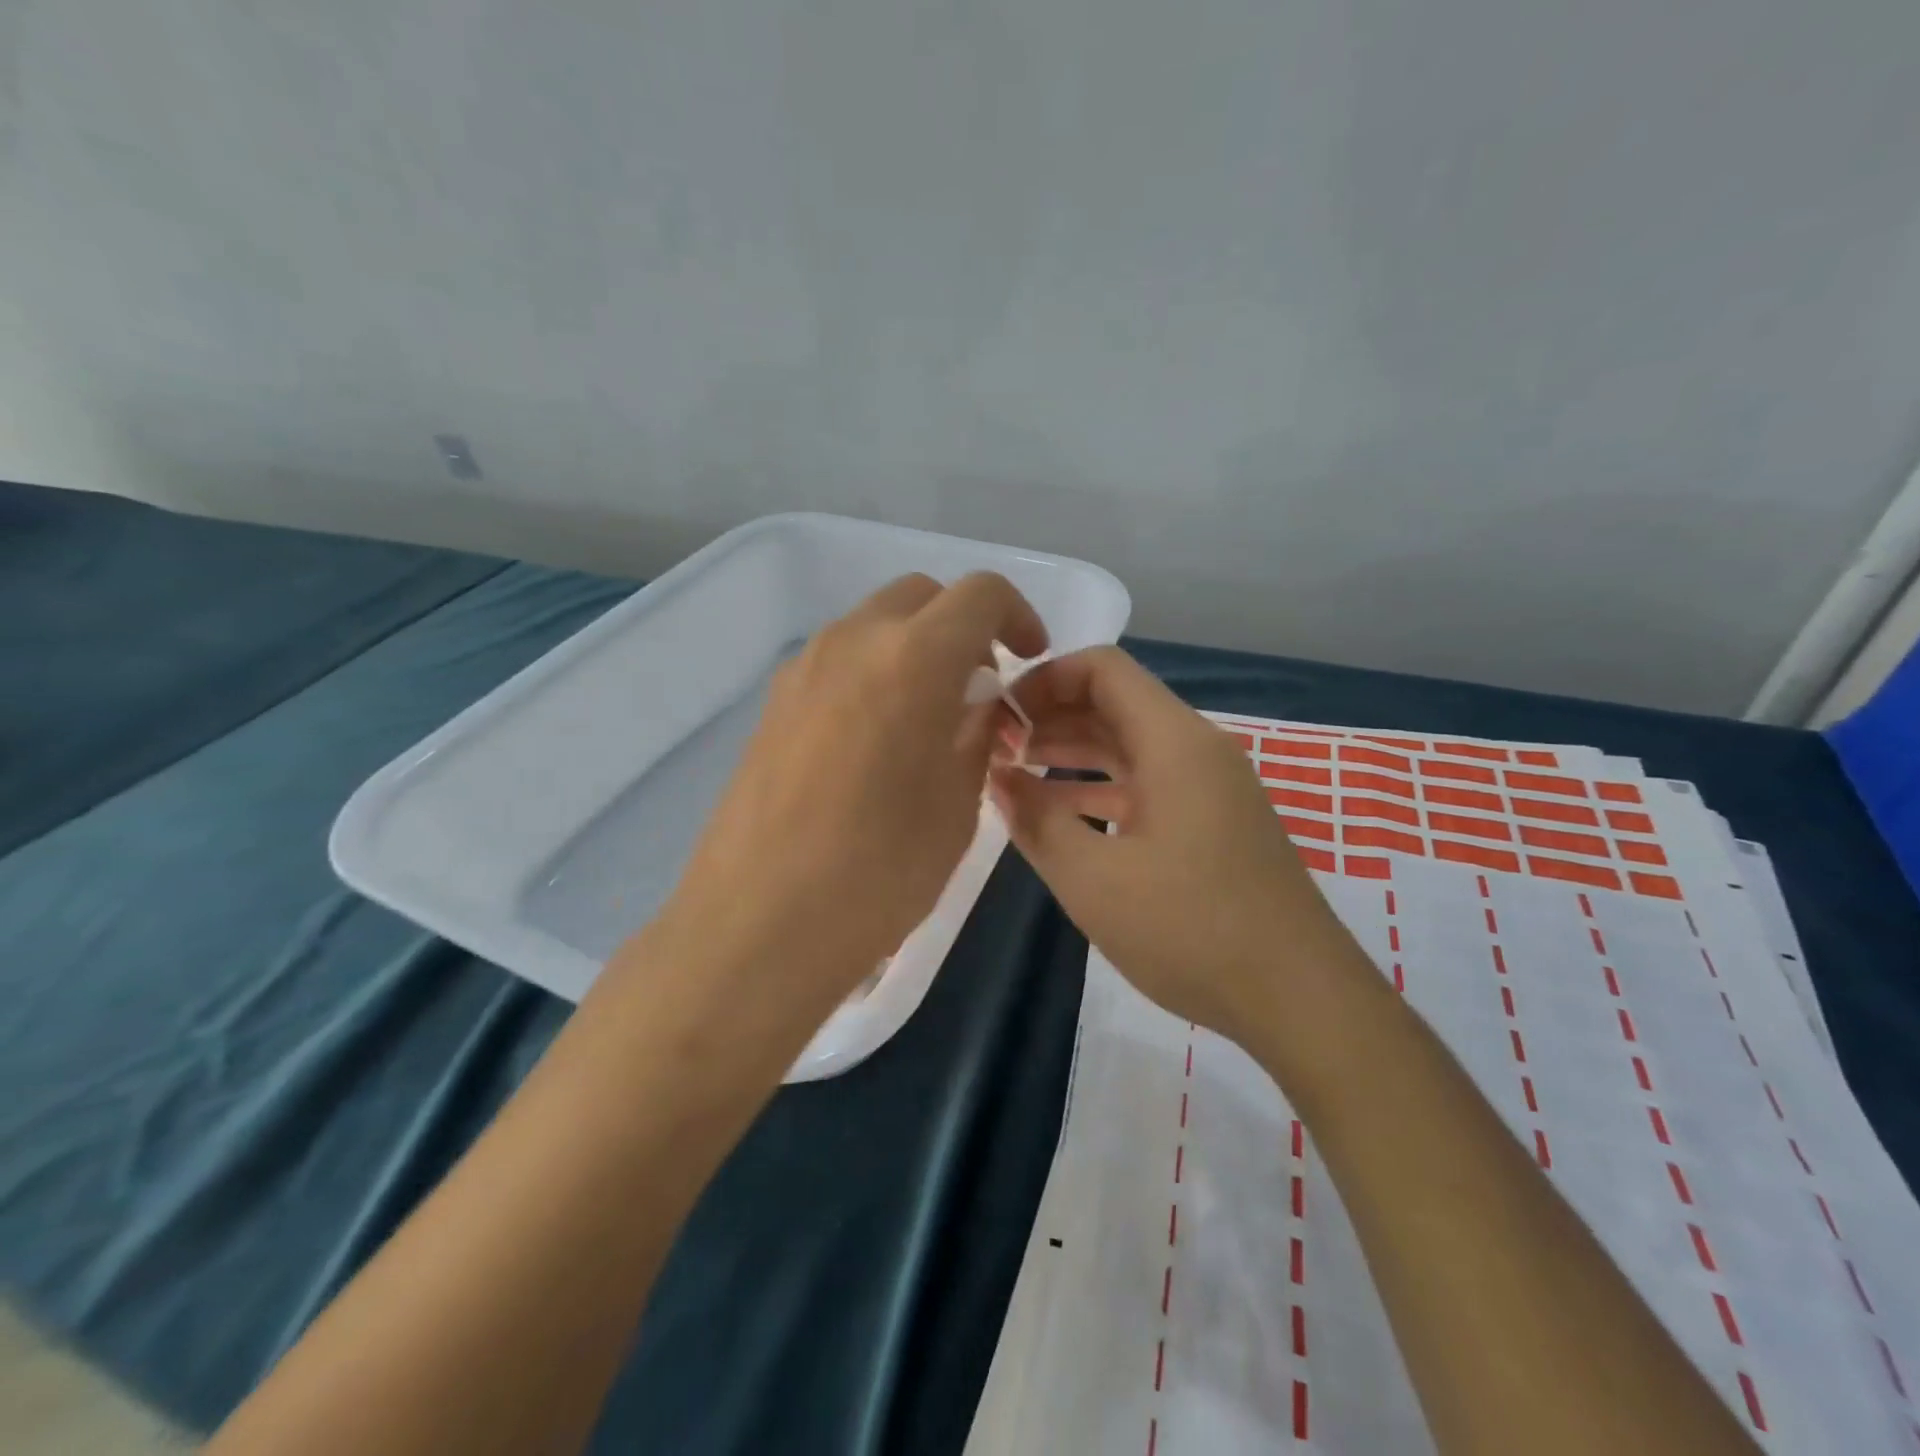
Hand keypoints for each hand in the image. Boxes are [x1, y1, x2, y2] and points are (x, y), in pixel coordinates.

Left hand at [661, 572, 1045, 1014]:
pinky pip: (840, 660)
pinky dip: (875, 673)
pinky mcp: (773, 702)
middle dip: (964, 628)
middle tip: (980, 691)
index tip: (1028, 661)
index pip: (981, 595)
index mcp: (913, 658)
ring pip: (876, 625)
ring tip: (930, 721)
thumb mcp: (957, 805)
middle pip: (923, 597)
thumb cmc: (878, 872)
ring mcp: (803, 668)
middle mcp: (853, 641)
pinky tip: (878, 741)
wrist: (757, 925)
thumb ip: (976, 735)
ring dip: (916, 649)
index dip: (1018, 616)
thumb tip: (978, 706)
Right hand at [990, 647, 1361, 1049]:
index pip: (1103, 670)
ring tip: (1015, 776)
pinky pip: (1148, 785)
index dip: (1044, 681)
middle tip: (995, 747)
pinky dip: (1102, 790)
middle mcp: (1196, 750)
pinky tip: (1063, 817)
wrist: (1299, 999)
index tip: (1001, 716)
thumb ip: (1036, 821)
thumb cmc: (1190, 928)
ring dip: (1073, 754)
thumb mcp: (1092, 879)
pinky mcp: (1214, 824)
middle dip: (1051, 717)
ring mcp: (1211, 789)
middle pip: (1115, 705)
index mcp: (1174, 742)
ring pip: (1130, 748)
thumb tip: (999, 778)